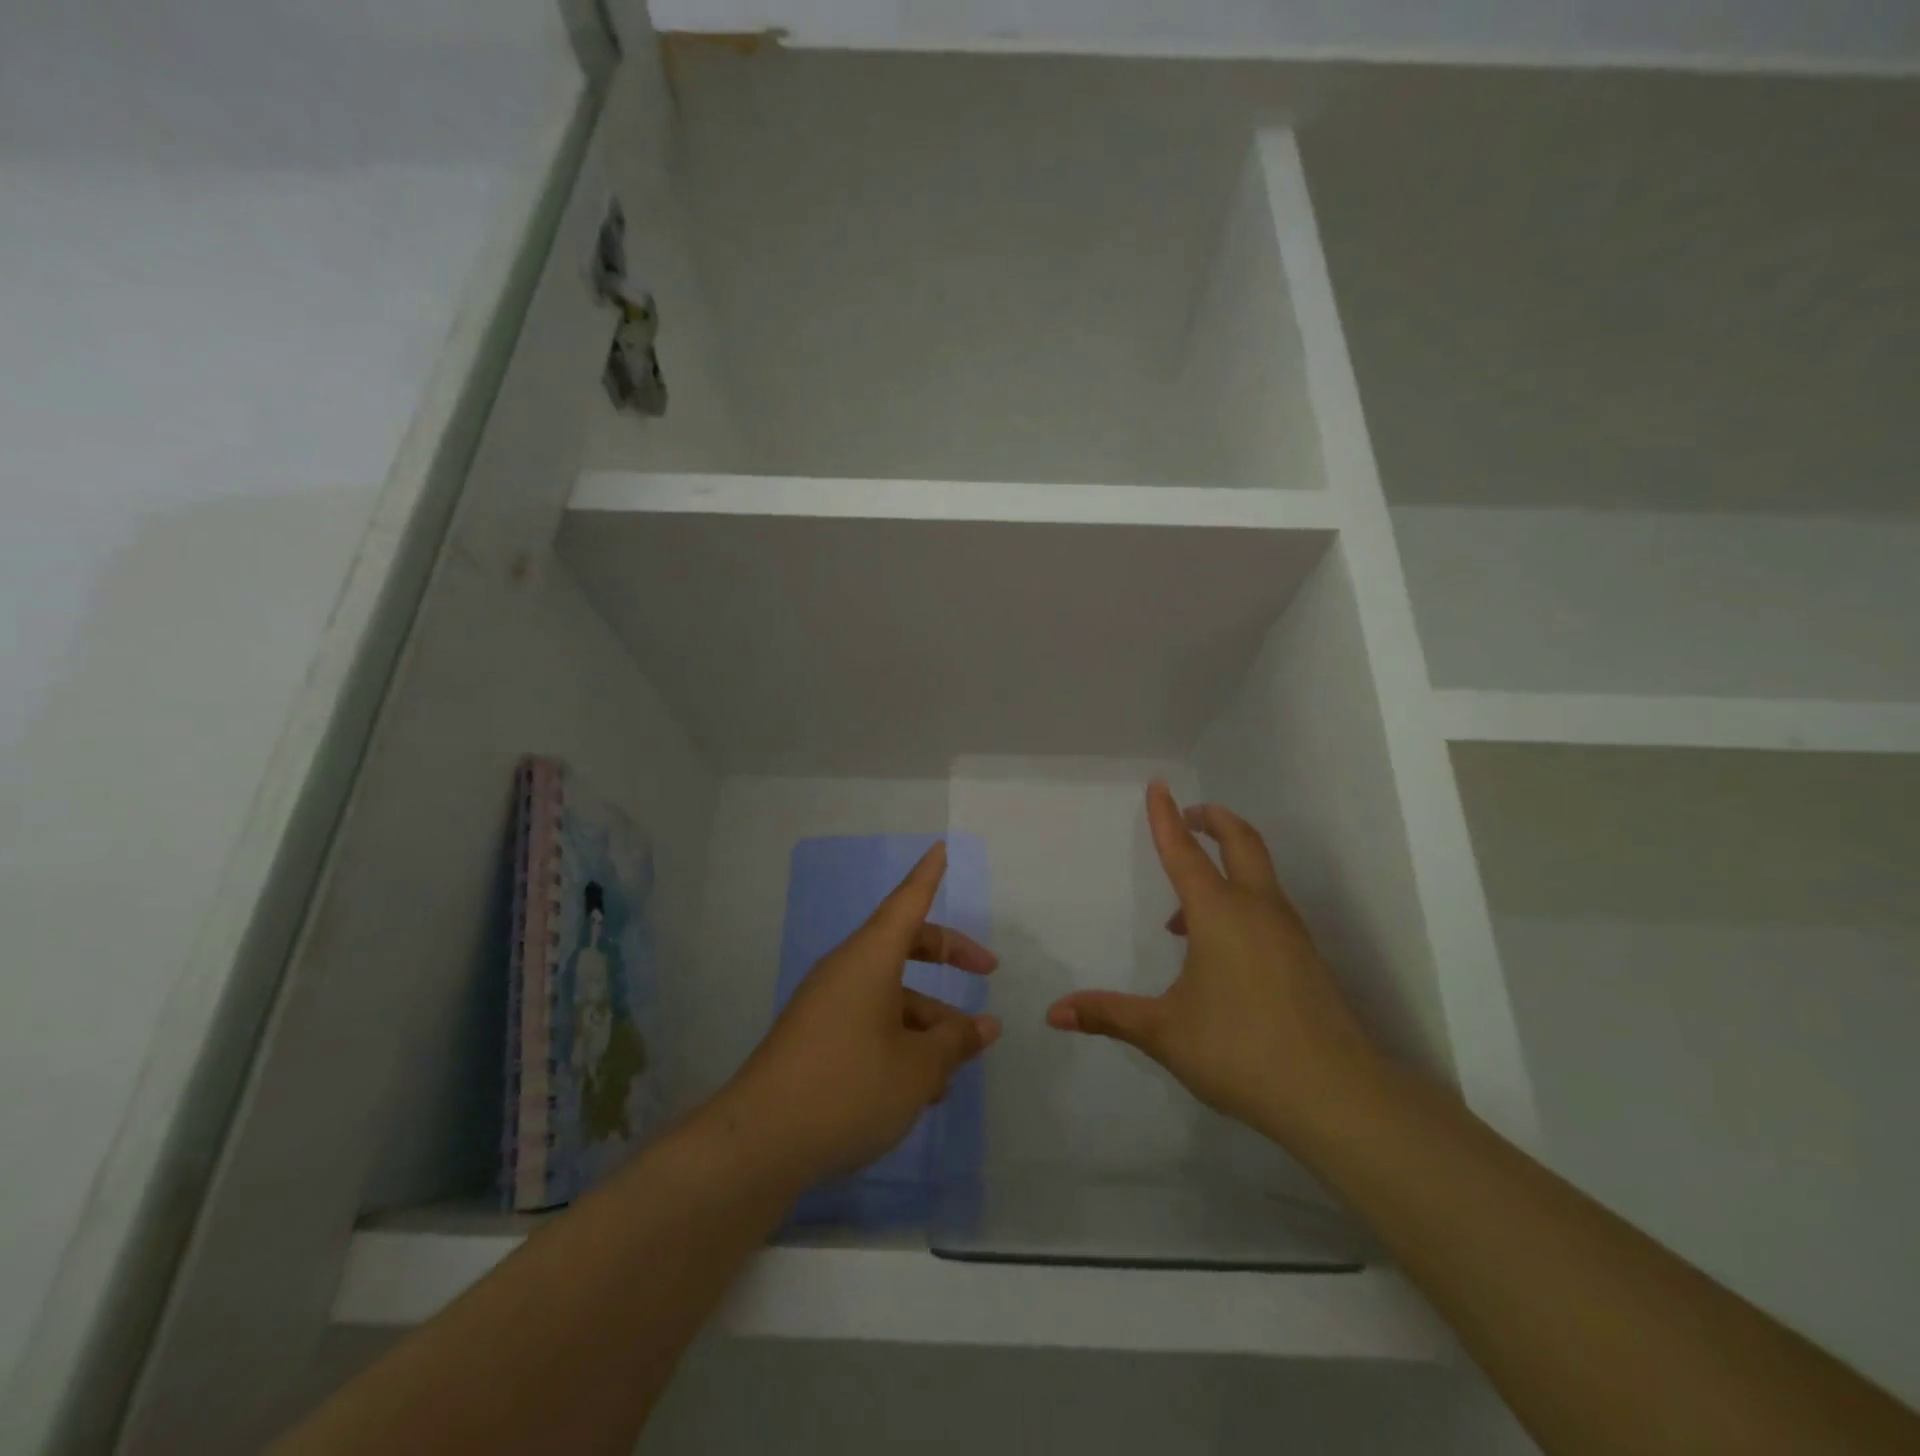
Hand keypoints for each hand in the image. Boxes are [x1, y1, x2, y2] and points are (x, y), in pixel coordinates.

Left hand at [719, 842, 1000, 1185]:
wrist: (760, 1142)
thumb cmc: (850, 1086)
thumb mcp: (918, 1068)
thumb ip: (955, 1043)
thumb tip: (983, 1026)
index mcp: (870, 959)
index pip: (907, 902)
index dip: (928, 876)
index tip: (940, 848)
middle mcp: (846, 971)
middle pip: (903, 946)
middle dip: (946, 956)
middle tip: (986, 970)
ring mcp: (826, 1005)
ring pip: (889, 994)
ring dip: (926, 1019)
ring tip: (955, 1067)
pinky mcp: (814, 1039)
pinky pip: (869, 1022)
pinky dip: (899, 1040)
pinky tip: (918, 1088)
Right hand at [1046, 783, 1380, 1149]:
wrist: (1335, 1094)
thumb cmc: (1239, 1050)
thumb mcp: (1164, 1032)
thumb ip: (1109, 1015)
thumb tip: (1054, 1014)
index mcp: (1218, 913)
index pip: (1185, 851)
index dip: (1166, 817)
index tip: (1159, 786)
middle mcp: (1257, 908)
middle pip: (1241, 841)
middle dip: (1214, 819)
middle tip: (1190, 814)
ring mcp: (1288, 931)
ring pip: (1258, 874)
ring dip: (1227, 864)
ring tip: (1184, 909)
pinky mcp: (1305, 955)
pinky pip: (1267, 905)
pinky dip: (1241, 899)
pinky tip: (1219, 949)